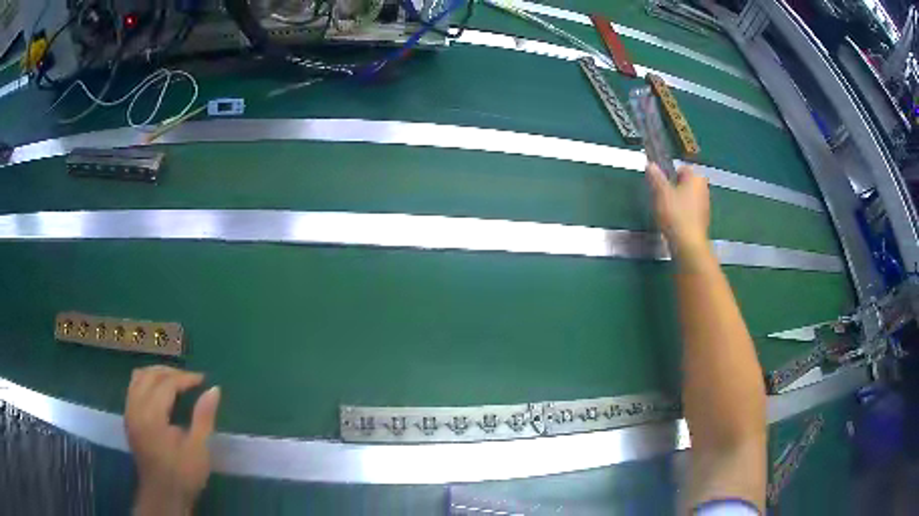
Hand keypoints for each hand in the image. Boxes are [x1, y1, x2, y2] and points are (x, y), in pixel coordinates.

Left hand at [125, 366, 220, 515]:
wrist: (163, 496)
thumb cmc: (183, 474)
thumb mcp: (198, 449)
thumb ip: (203, 417)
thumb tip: (214, 389)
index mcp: (151, 415)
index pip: (166, 383)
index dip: (185, 378)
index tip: (203, 380)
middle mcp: (135, 408)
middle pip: (149, 375)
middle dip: (170, 372)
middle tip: (190, 379)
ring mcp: (129, 412)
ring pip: (138, 378)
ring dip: (156, 374)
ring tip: (175, 381)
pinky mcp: (128, 418)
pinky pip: (133, 388)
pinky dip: (147, 383)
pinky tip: (159, 393)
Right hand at [645, 163, 710, 260]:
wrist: (688, 244)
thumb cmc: (676, 214)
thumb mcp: (661, 192)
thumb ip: (656, 177)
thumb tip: (651, 164)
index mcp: (696, 178)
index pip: (682, 168)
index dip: (670, 174)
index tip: (661, 185)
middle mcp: (704, 189)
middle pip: (686, 184)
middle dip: (674, 188)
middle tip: (662, 197)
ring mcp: (705, 206)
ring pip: (688, 198)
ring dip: (678, 202)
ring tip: (666, 211)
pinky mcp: (702, 221)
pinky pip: (690, 211)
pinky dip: (682, 214)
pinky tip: (674, 222)